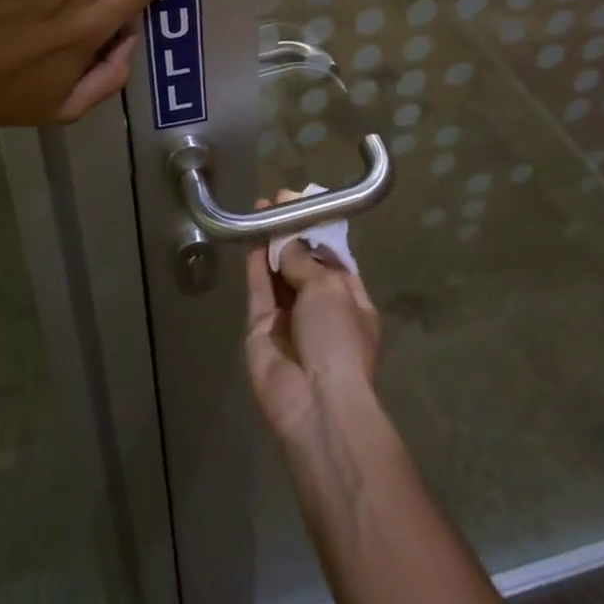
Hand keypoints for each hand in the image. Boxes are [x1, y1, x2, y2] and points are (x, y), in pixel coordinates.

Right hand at [244, 194, 381, 445]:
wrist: (314, 403)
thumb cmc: (338, 340)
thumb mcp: (330, 289)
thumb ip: (304, 259)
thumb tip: (287, 239)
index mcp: (351, 300)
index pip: (333, 258)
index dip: (317, 231)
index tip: (302, 203)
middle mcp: (321, 307)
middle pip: (303, 263)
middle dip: (292, 232)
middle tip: (278, 200)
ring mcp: (289, 318)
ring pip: (279, 272)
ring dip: (272, 241)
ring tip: (262, 208)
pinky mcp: (261, 327)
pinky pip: (259, 287)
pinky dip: (256, 261)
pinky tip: (252, 233)